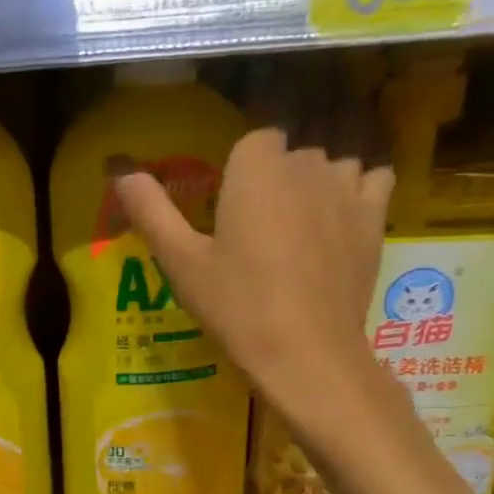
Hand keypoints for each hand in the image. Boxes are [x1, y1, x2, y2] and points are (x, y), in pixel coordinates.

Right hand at [114, 128, 392, 420]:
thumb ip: (151, 209)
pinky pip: (372, 180)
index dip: (240, 173)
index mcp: (256, 168)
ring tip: (296, 231)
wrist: (304, 352)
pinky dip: (357, 192)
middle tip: (254, 234)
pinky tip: (339, 222)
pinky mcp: (375, 217)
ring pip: (330, 166)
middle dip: (274, 180)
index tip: (229, 211)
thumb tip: (117, 169)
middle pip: (290, 154)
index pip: (253, 141)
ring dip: (314, 185)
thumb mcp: (180, 261)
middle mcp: (306, 164)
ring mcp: (347, 188)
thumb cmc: (235, 305)